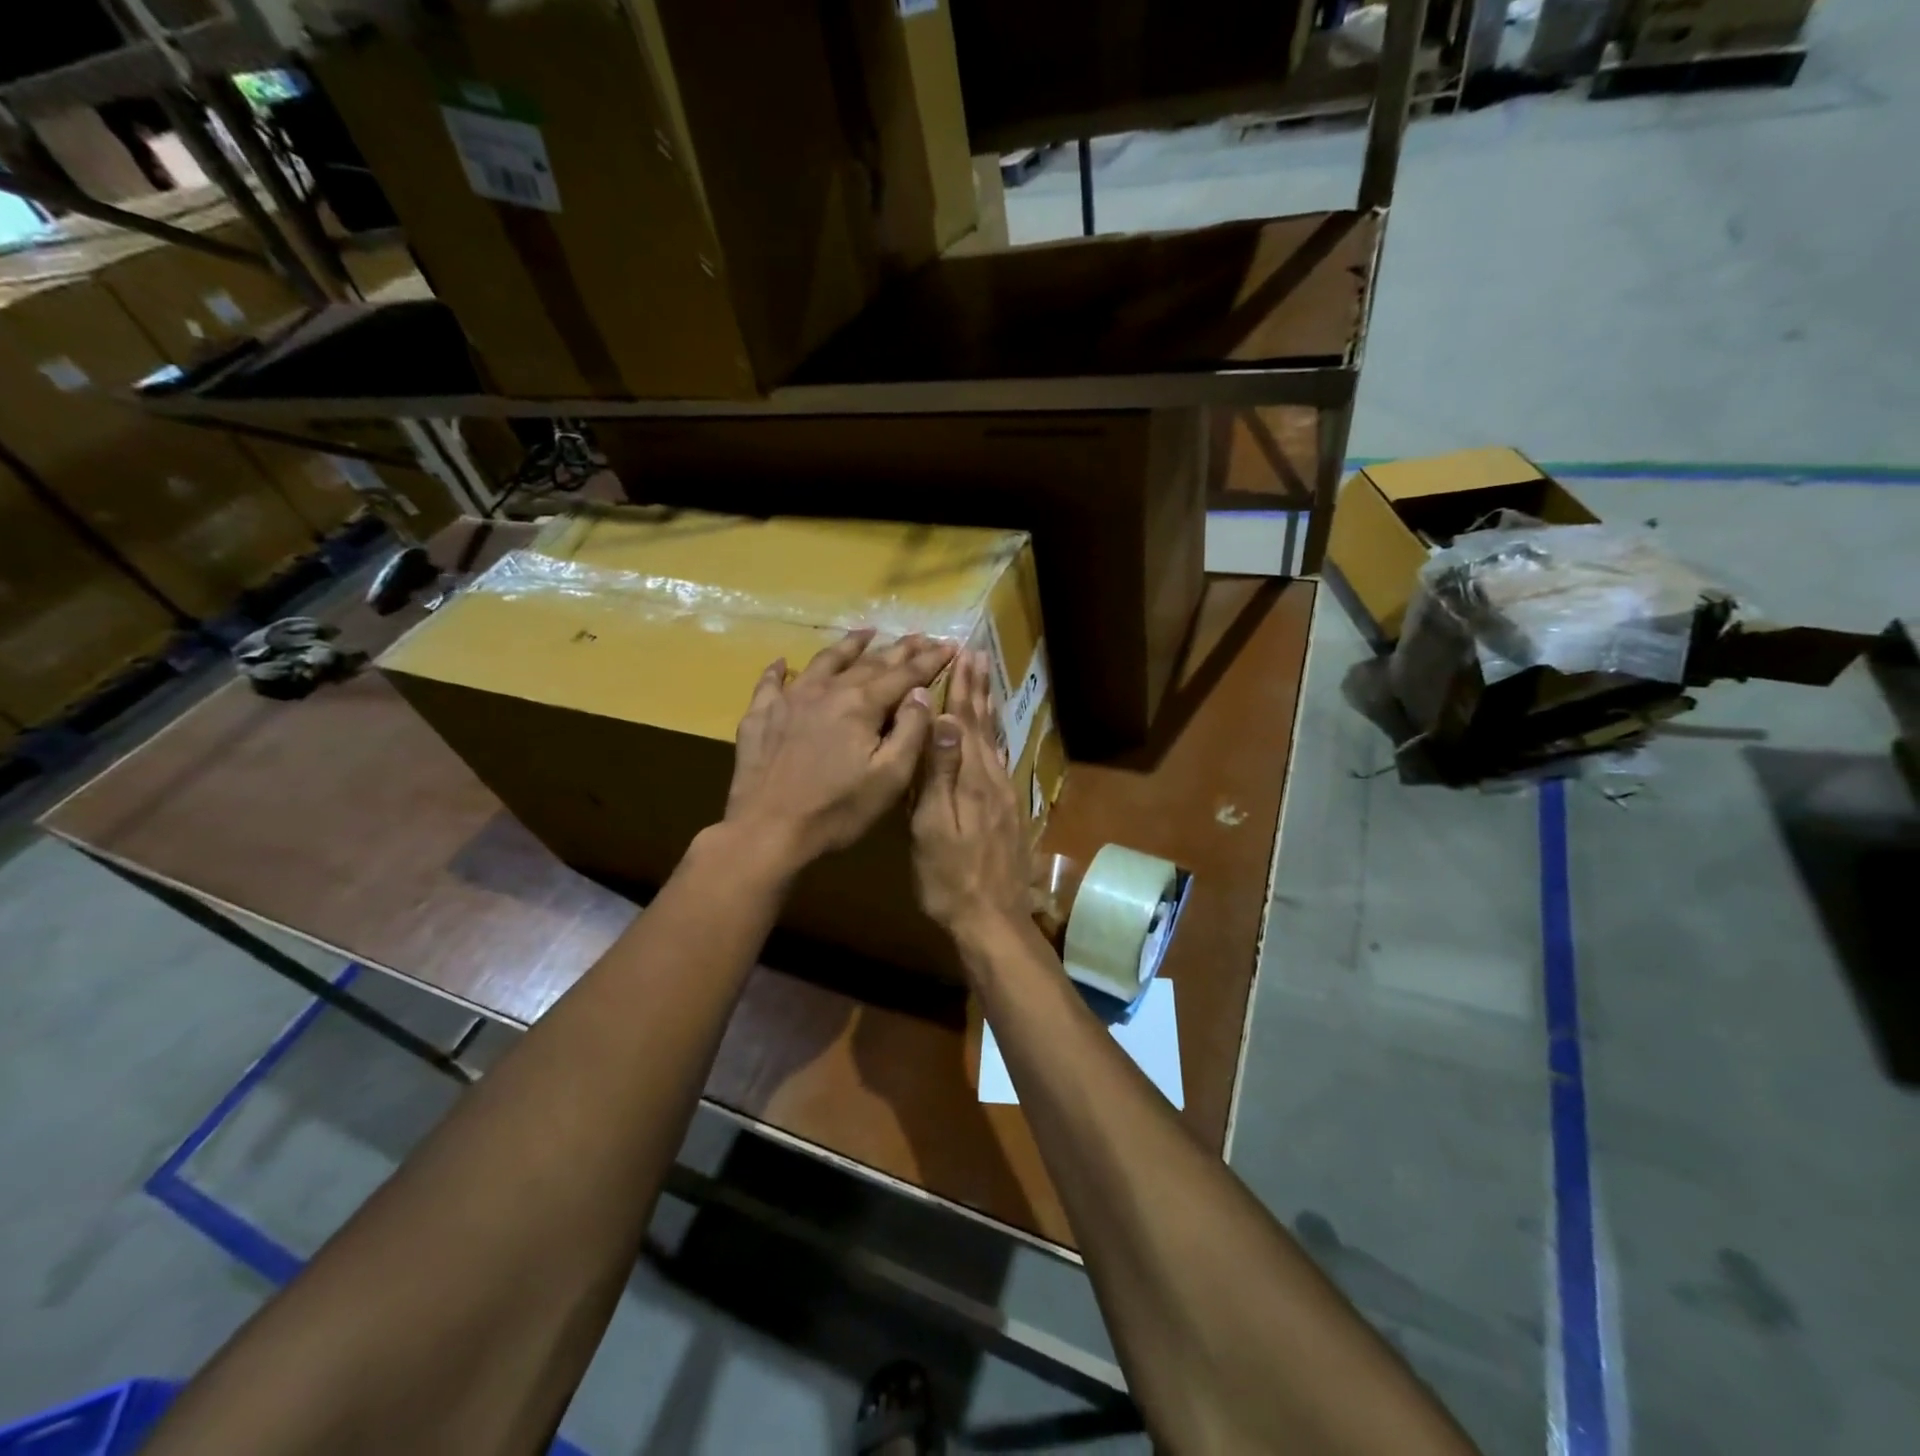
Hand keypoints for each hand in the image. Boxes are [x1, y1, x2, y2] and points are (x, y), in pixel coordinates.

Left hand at [725, 629, 954, 874]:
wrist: (768, 830)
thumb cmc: (837, 809)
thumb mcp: (890, 777)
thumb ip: (910, 730)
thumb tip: (921, 693)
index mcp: (861, 704)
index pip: (904, 674)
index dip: (930, 660)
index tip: (950, 645)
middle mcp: (826, 690)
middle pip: (869, 662)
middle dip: (899, 649)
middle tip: (920, 636)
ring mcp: (789, 699)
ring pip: (824, 661)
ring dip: (849, 645)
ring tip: (866, 633)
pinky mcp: (760, 715)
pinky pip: (771, 683)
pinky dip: (780, 670)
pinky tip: (783, 662)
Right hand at [911, 651, 1031, 941]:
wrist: (993, 920)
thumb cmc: (950, 878)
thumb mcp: (934, 827)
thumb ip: (940, 774)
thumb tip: (944, 721)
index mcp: (972, 780)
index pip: (965, 723)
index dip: (962, 689)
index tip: (963, 654)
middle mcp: (993, 780)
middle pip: (985, 726)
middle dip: (978, 689)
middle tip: (977, 656)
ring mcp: (1004, 797)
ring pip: (995, 741)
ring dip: (988, 709)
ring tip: (984, 684)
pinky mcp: (1008, 812)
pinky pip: (1000, 761)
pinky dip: (994, 738)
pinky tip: (993, 738)